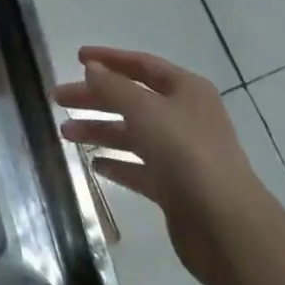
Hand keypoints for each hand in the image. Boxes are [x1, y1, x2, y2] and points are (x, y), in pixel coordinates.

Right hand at [54, 46, 272, 284]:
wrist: (226, 227)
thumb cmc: (186, 153)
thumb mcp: (145, 110)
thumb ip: (113, 87)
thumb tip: (92, 67)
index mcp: (186, 90)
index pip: (142, 64)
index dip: (109, 59)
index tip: (77, 57)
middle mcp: (184, 117)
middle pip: (132, 99)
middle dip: (95, 98)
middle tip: (58, 99)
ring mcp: (181, 154)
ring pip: (132, 134)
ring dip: (99, 130)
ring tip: (64, 134)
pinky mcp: (175, 188)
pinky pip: (138, 168)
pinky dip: (116, 163)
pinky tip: (92, 163)